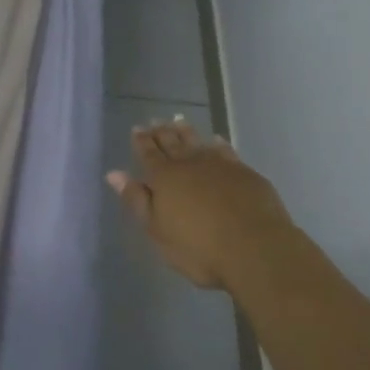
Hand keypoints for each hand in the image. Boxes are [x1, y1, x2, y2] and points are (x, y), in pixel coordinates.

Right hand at [107, 117, 295, 292]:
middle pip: (172, 142)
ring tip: (178, 121)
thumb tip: (114, 174)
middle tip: (155, 121)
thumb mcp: (158, 231)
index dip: (141, 141)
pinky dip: (217, 143)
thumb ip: (137, 200)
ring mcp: (219, 165)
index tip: (136, 129)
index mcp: (164, 178)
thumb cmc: (199, 248)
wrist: (255, 249)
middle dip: (161, 132)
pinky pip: (225, 150)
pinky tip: (215, 140)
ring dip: (186, 131)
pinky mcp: (244, 172)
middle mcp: (189, 163)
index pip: (148, 153)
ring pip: (197, 141)